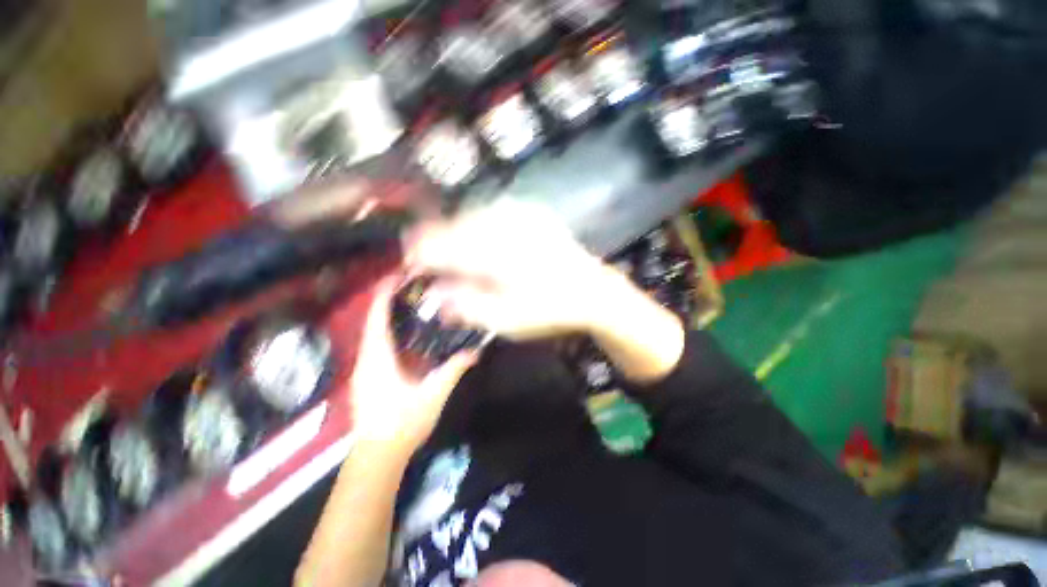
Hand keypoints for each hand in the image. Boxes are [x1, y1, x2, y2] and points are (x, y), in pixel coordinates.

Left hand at [348, 276, 477, 451]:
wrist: (377, 458)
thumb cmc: (402, 423)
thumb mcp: (433, 394)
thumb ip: (453, 370)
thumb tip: (475, 352)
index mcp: (377, 359)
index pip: (377, 318)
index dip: (383, 295)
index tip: (395, 277)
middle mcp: (366, 360)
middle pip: (373, 323)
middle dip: (388, 303)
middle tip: (411, 287)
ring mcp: (364, 371)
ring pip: (373, 336)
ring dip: (388, 319)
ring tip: (410, 305)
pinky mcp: (368, 380)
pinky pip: (376, 348)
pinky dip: (389, 335)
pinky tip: (407, 336)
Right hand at [407, 200, 684, 382]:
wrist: (594, 292)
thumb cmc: (550, 310)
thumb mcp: (506, 320)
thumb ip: (466, 306)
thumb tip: (433, 295)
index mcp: (494, 254)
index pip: (442, 246)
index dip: (419, 251)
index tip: (408, 259)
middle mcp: (505, 227)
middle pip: (456, 226)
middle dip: (437, 240)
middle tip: (429, 255)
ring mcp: (522, 216)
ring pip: (475, 215)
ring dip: (459, 230)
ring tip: (454, 247)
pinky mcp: (535, 214)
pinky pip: (497, 211)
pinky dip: (482, 222)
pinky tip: (483, 236)